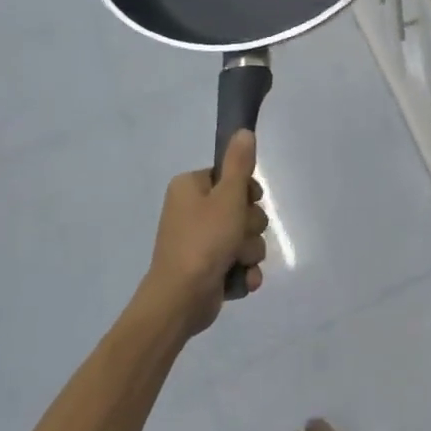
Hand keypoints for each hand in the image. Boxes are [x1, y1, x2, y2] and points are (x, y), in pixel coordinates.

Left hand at [141, 131, 268, 336]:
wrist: (181, 299)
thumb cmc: (204, 241)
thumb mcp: (228, 197)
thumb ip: (240, 164)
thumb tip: (244, 131)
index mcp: (191, 188)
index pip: (231, 177)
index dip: (246, 191)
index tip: (248, 202)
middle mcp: (193, 211)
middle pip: (243, 208)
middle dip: (250, 226)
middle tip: (238, 236)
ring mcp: (201, 241)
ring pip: (245, 236)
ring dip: (249, 251)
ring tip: (237, 262)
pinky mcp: (209, 267)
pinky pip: (240, 260)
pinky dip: (243, 270)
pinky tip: (242, 279)